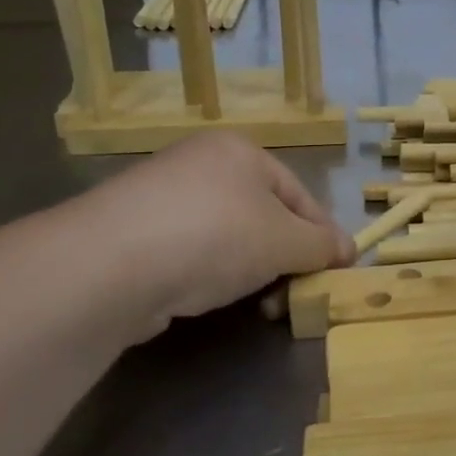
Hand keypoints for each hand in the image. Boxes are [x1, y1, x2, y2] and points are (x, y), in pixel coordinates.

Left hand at [54, 133, 352, 342]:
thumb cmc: (214, 236)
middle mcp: (200, 163)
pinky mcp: (132, 232)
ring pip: (227, 236)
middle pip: (263, 215)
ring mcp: (161, 197)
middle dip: (284, 257)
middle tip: (294, 294)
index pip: (300, 194)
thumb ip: (321, 245)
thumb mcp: (284, 241)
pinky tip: (205, 297)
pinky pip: (189, 251)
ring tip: (256, 304)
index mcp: (241, 152)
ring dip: (250, 270)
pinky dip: (207, 274)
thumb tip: (347, 250)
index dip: (323, 235)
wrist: (108, 265)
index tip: (337, 272)